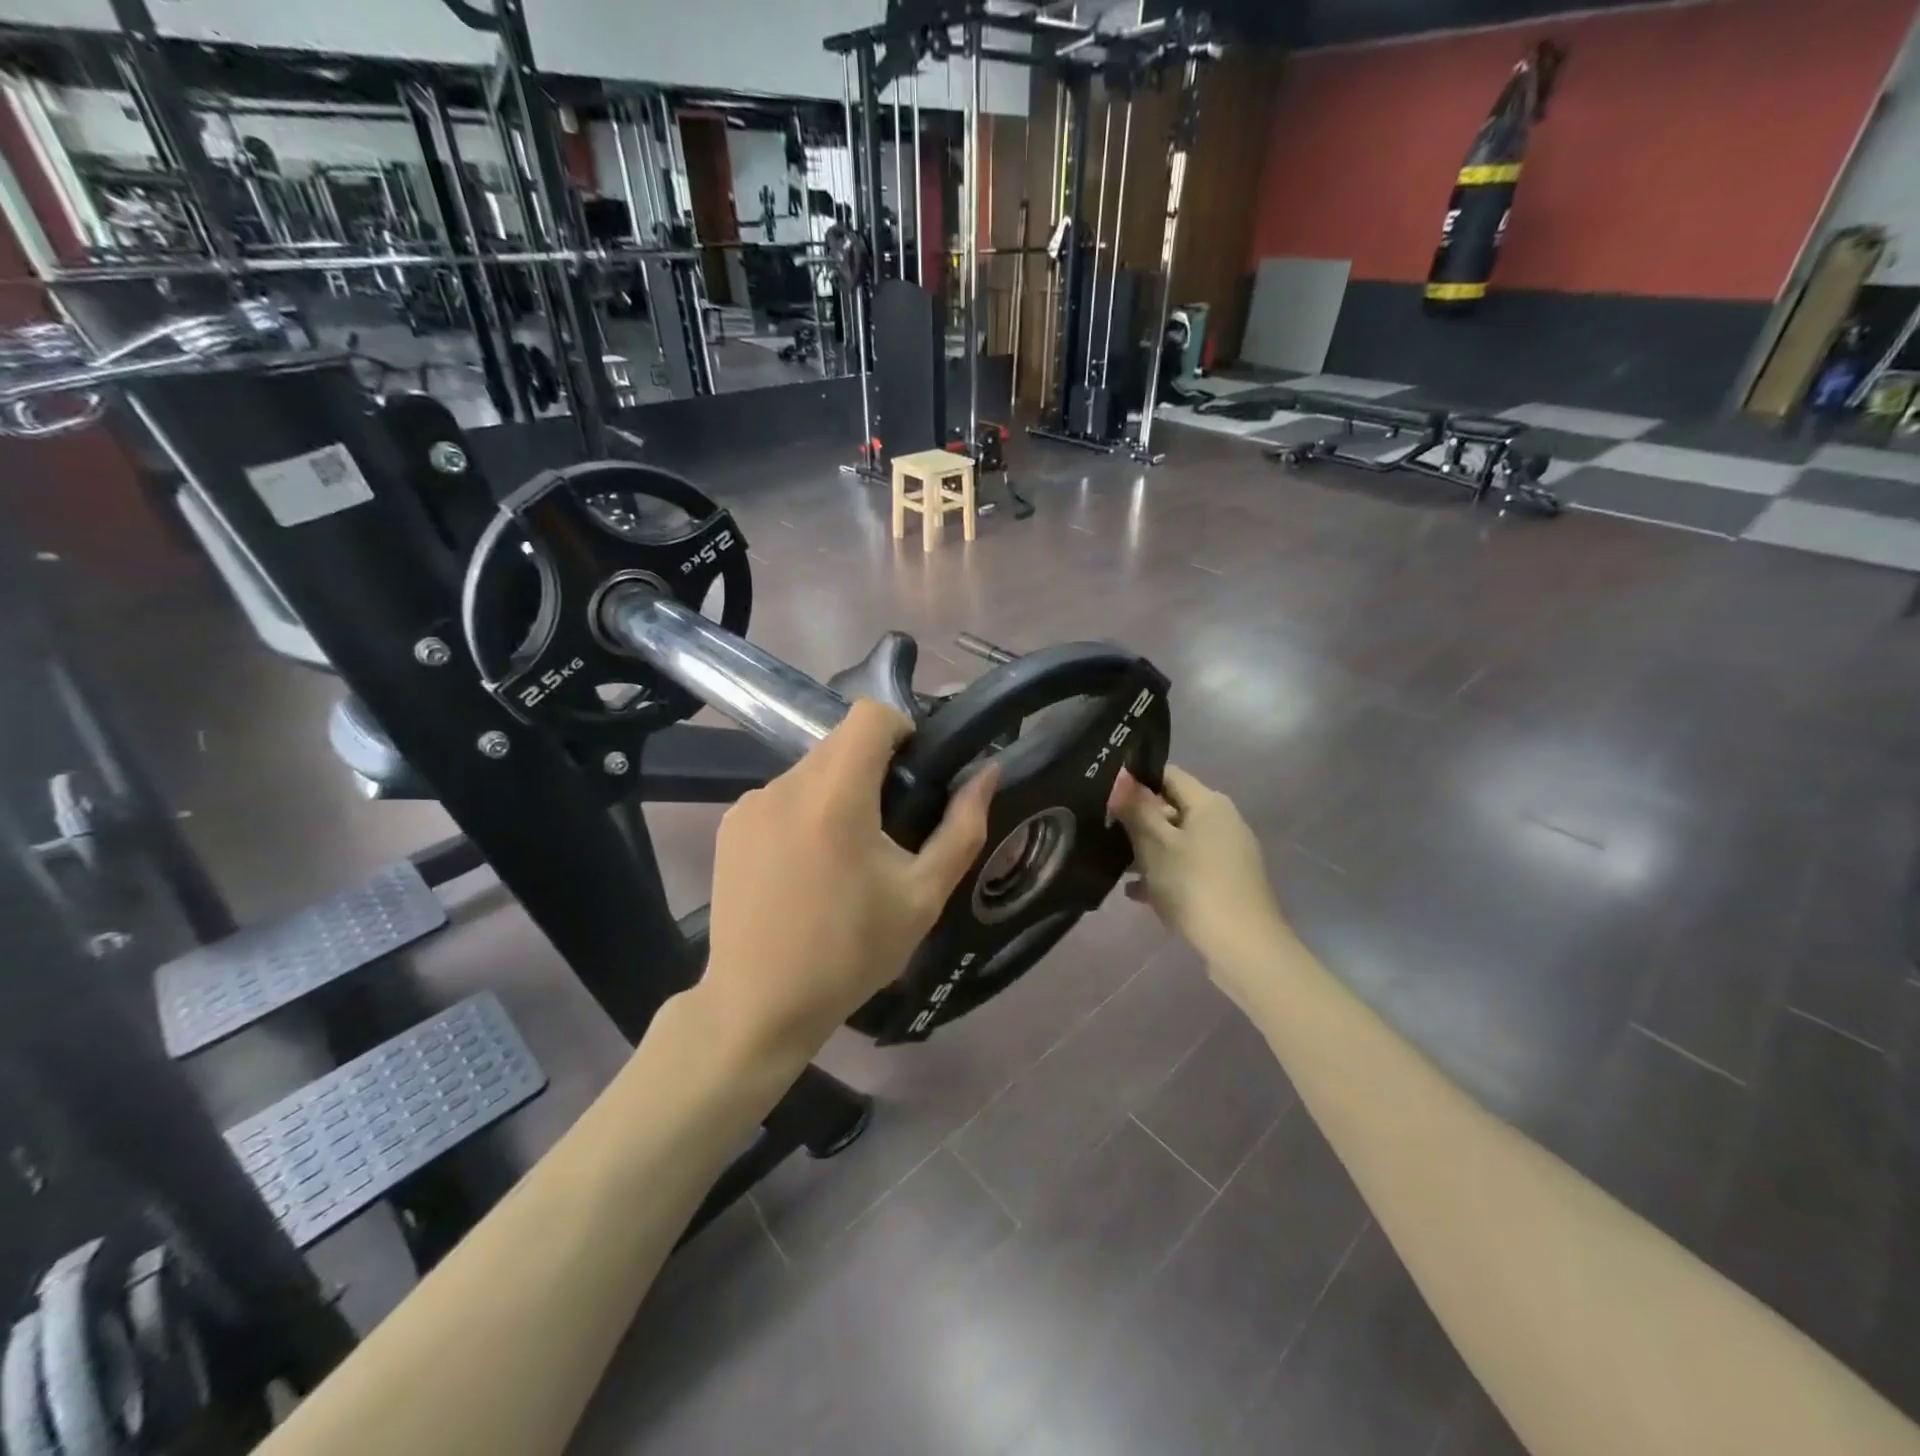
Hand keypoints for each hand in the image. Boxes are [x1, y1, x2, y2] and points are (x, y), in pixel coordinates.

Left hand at [700, 698, 997, 1062]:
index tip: (915, 772)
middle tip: (890, 825)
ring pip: (811, 771)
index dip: (902, 729)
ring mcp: (750, 804)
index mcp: (836, 796)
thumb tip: (988, 773)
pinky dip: (804, 813)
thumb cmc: (851, 952)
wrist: (760, 1004)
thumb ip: (962, 828)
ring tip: (845, 856)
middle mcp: (787, 785)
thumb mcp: (923, 896)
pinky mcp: (730, 826)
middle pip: (841, 743)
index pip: (870, 715)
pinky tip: (806, 868)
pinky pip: (781, 797)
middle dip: (873, 768)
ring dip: (838, 793)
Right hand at [1110, 766, 1287, 971]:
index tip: (1106, 796)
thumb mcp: (1155, 844)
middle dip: (1138, 821)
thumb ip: (1136, 808)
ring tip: (1114, 865)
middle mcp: (1223, 822)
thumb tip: (1121, 775)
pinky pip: (1187, 869)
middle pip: (1172, 809)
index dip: (1136, 781)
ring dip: (1147, 852)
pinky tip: (1135, 893)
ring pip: (1177, 842)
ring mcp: (1227, 855)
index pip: (1168, 775)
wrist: (1243, 947)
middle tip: (1104, 833)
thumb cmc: (1194, 885)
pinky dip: (1164, 875)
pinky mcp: (1226, 883)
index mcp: (1210, 804)